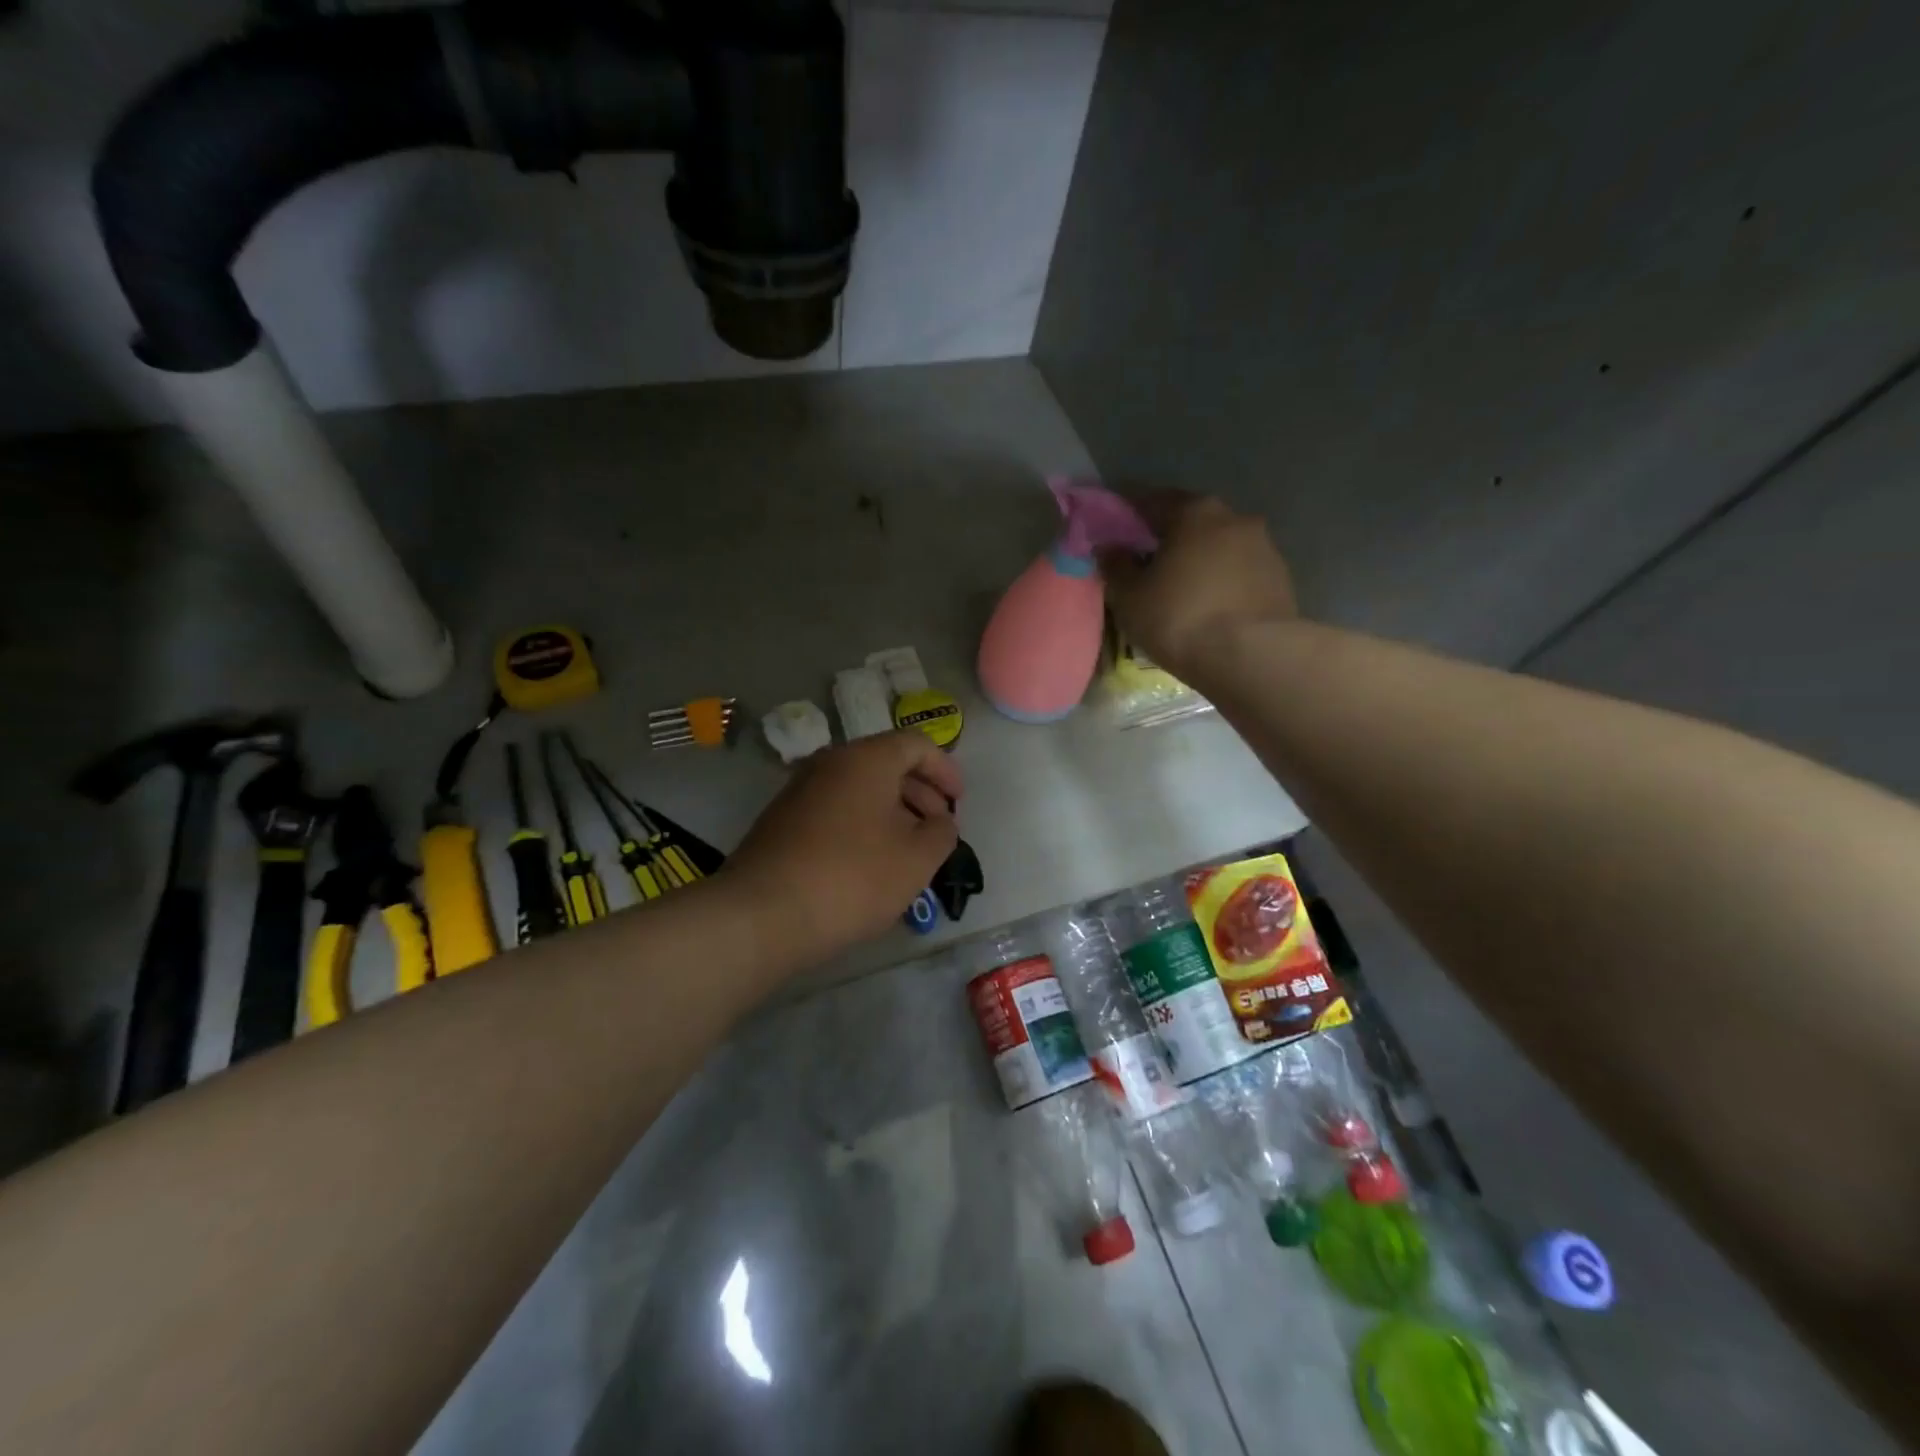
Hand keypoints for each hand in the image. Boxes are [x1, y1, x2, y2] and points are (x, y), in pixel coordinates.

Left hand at [725, 731, 962, 966]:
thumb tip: (940, 821)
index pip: (916, 744)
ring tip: (909, 851)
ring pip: (859, 788)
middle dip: (921, 793)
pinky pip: (835, 809)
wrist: (762, 915)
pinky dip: (862, 824)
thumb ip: (942, 832)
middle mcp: (829, 763)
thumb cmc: (852, 878)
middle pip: (886, 763)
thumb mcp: (916, 859)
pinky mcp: (782, 820)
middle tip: (938, 829)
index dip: (946, 770)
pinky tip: (870, 863)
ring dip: (892, 811)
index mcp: (865, 759)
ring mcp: (800, 790)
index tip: (959, 803)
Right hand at [1098, 493, 1298, 679]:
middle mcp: (1234, 517)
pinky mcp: (1281, 579)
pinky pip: (1239, 573)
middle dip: (1168, 539)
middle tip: (1147, 565)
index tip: (1114, 535)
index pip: (1151, 501)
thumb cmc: (1180, 618)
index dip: (1128, 517)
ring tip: (1180, 591)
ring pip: (1219, 547)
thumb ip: (1116, 566)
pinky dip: (1222, 583)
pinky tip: (1209, 608)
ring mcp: (1264, 547)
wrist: (1253, 657)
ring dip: (1199, 561)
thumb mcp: (1130, 597)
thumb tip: (1110, 548)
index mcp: (1194, 511)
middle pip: (1191, 522)